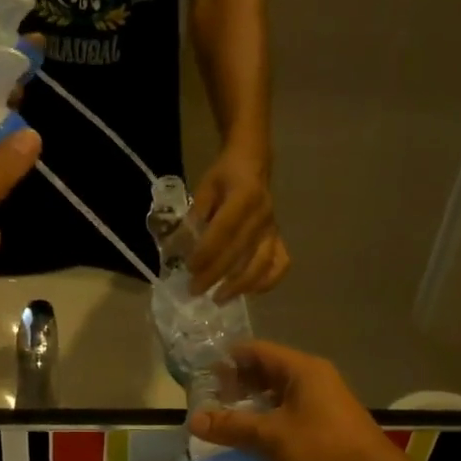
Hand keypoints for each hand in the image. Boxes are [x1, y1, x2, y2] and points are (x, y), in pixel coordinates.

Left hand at [188, 146, 288, 298]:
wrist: (253, 162)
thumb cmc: (225, 176)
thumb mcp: (205, 188)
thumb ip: (195, 215)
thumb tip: (180, 246)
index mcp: (244, 196)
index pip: (224, 230)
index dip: (207, 252)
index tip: (189, 268)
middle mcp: (262, 215)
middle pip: (240, 252)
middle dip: (216, 275)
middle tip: (194, 290)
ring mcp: (273, 229)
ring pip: (261, 263)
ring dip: (240, 285)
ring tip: (219, 298)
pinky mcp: (279, 238)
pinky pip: (280, 264)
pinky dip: (267, 281)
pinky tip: (250, 292)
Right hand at [188, 341, 411, 460]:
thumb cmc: (322, 449)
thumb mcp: (270, 436)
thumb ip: (231, 426)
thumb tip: (194, 419)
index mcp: (302, 369)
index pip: (256, 350)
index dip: (228, 360)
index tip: (203, 377)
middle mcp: (314, 379)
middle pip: (267, 370)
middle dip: (238, 384)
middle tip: (210, 402)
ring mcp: (323, 403)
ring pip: (279, 395)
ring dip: (253, 405)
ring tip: (225, 421)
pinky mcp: (327, 426)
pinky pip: (291, 414)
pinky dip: (269, 421)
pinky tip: (253, 440)